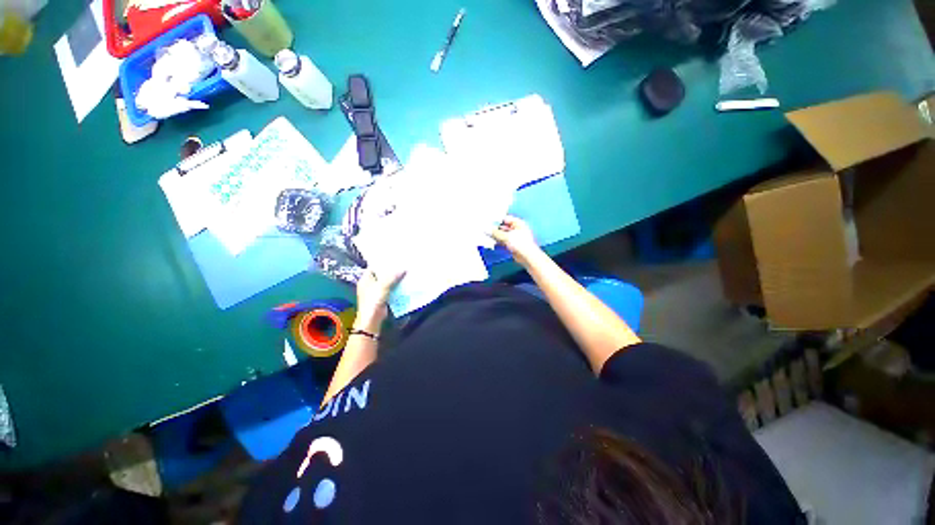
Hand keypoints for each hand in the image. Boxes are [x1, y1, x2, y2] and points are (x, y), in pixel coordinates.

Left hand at [354, 268, 404, 331]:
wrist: (372, 319)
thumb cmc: (373, 300)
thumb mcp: (383, 285)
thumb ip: (393, 276)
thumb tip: (404, 268)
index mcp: (366, 278)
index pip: (374, 266)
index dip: (383, 262)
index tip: (394, 258)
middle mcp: (370, 284)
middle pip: (382, 274)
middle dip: (392, 270)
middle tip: (403, 264)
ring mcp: (376, 291)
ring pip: (388, 282)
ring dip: (396, 279)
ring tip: (406, 271)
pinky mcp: (383, 297)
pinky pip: (391, 289)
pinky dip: (397, 286)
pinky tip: (405, 283)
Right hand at [491, 216, 541, 265]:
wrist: (527, 256)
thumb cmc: (520, 243)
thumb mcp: (506, 236)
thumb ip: (495, 233)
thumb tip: (486, 229)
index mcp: (518, 223)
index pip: (506, 218)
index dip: (497, 220)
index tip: (487, 222)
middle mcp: (517, 229)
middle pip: (504, 226)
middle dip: (495, 228)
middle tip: (485, 229)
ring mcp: (515, 237)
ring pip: (503, 234)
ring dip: (496, 235)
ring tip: (486, 235)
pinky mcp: (513, 245)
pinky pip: (504, 241)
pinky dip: (498, 241)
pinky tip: (491, 241)